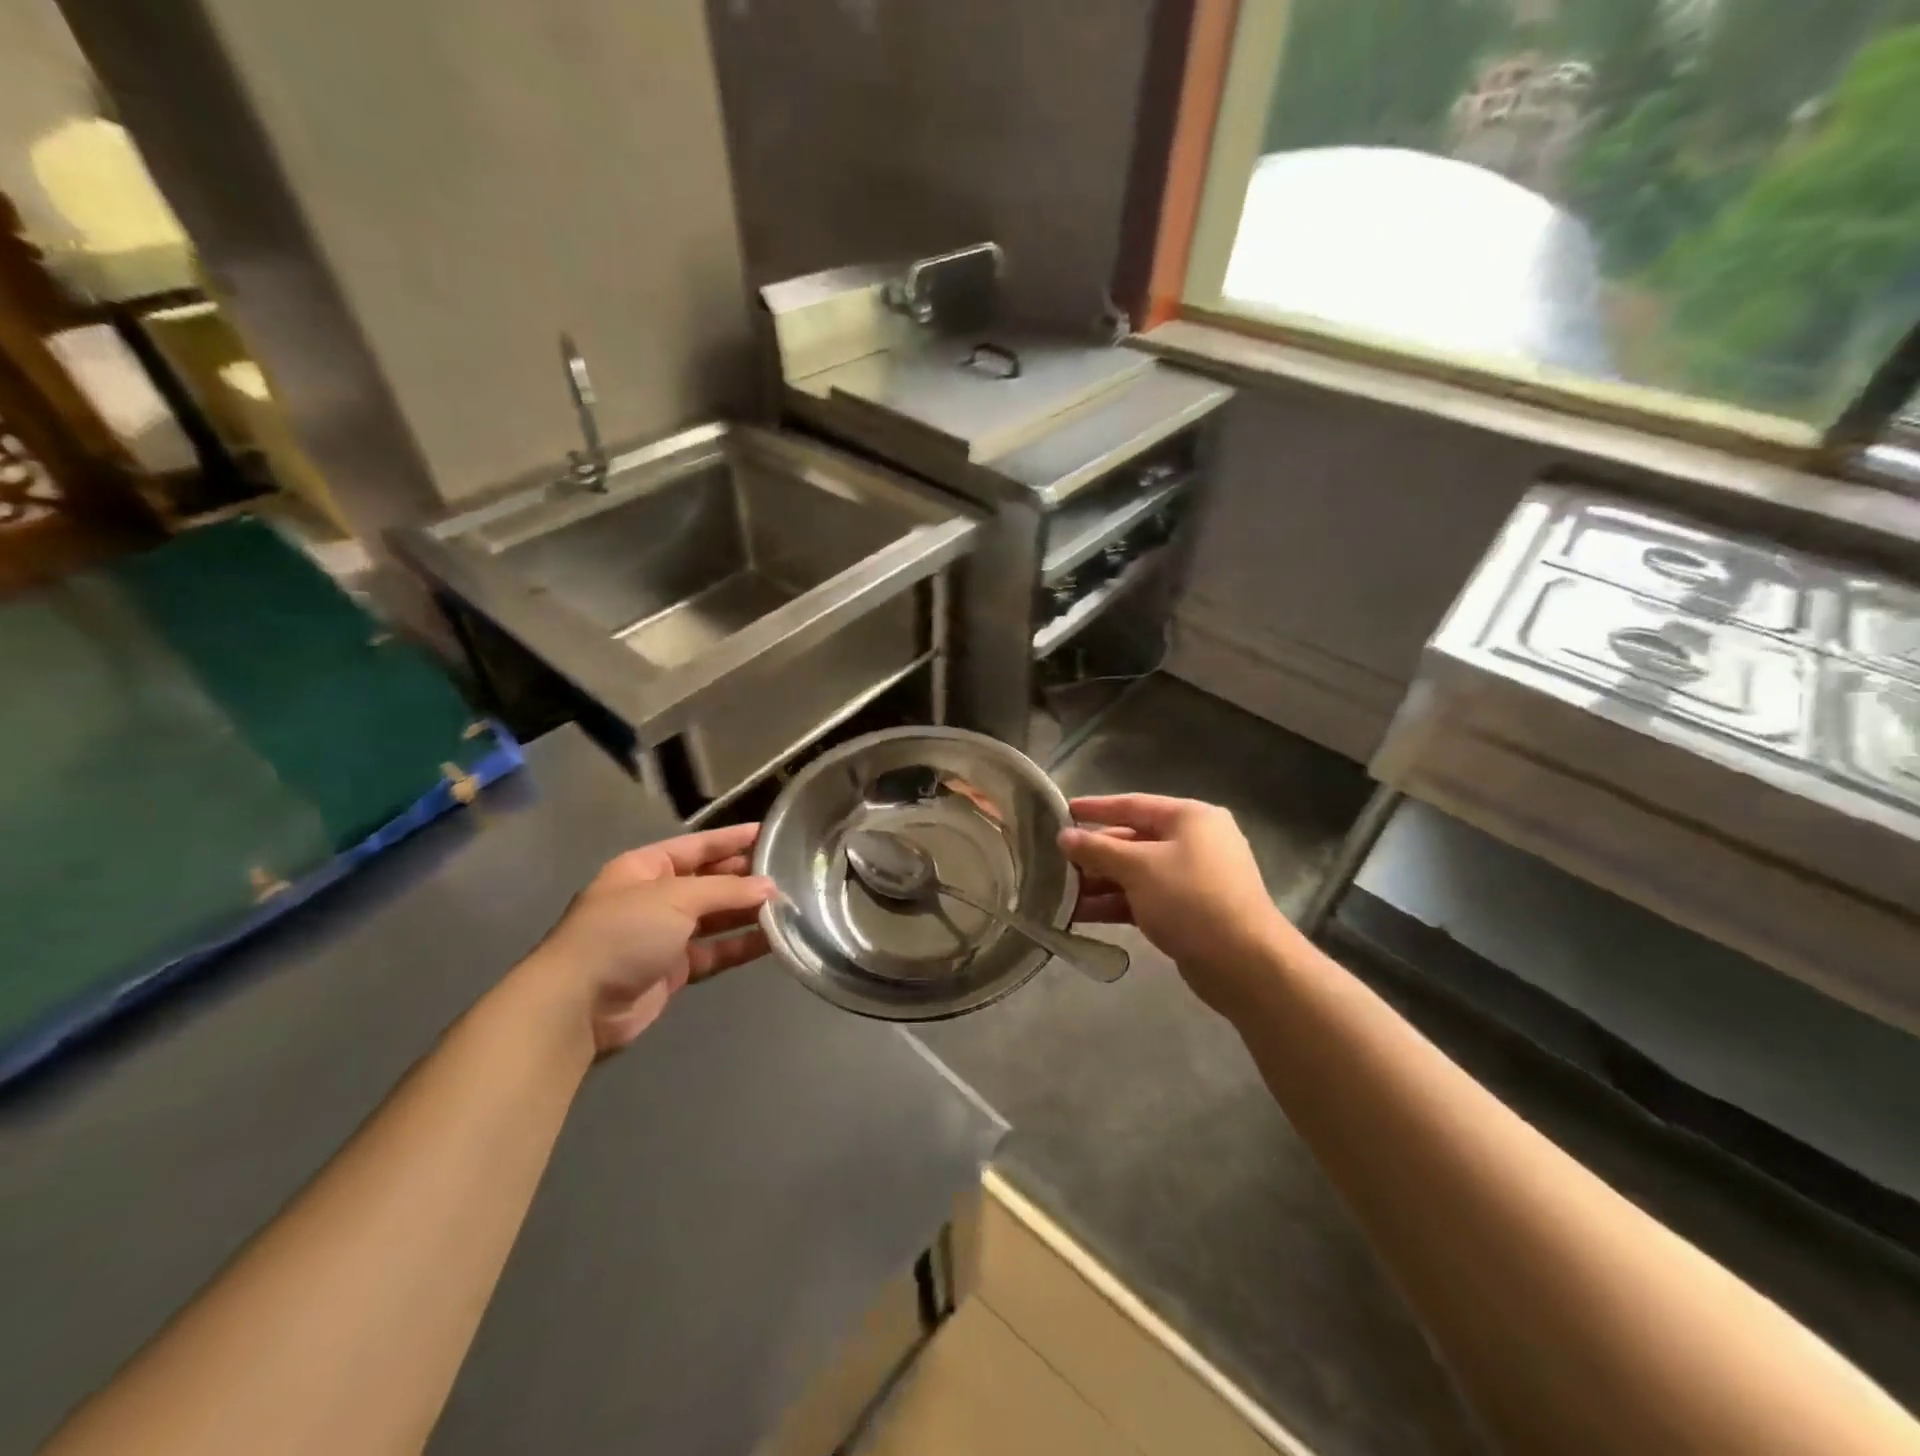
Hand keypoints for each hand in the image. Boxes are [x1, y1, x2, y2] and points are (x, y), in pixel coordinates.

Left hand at [526, 824, 774, 1054]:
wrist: (578, 1004)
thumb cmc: (623, 933)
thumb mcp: (675, 898)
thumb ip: (725, 890)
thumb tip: (769, 887)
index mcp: (645, 868)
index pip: (697, 846)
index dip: (731, 839)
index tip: (769, 833)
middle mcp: (655, 897)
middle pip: (709, 881)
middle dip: (744, 877)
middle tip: (788, 872)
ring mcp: (664, 935)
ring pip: (716, 918)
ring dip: (748, 912)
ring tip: (789, 905)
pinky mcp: (674, 970)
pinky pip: (716, 951)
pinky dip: (741, 945)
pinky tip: (773, 939)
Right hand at [1062, 795, 1297, 1013]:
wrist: (1244, 964)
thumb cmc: (1190, 899)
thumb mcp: (1139, 867)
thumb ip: (1098, 849)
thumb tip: (1064, 836)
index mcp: (1189, 818)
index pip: (1133, 805)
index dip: (1095, 808)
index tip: (1062, 811)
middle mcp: (1193, 842)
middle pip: (1132, 840)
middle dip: (1093, 854)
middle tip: (1053, 861)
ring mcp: (1191, 879)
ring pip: (1135, 873)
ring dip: (1099, 882)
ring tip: (1058, 893)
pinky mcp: (1187, 911)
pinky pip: (1143, 898)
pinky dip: (1115, 903)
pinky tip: (1080, 914)